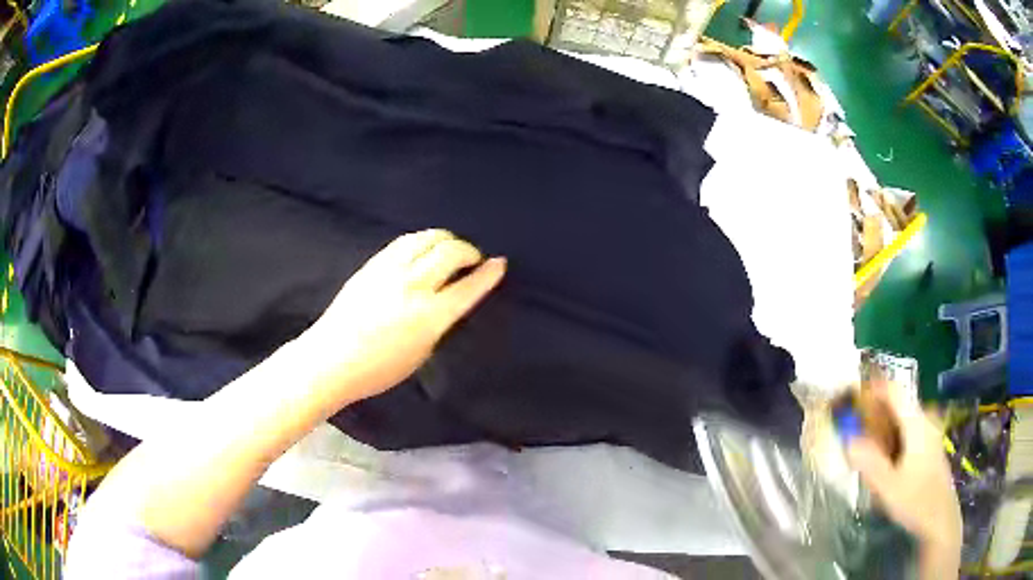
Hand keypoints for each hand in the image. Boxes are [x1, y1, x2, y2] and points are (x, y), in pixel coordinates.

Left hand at [302, 229, 505, 404]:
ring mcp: (390, 271)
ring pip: (427, 238)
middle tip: (473, 258)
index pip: (468, 287)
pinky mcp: (372, 264)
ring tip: (449, 248)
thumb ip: (438, 324)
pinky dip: (421, 240)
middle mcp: (413, 286)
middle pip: (451, 252)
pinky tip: (423, 248)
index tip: (500, 263)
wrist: (330, 359)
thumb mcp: (421, 354)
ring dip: (445, 239)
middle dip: (469, 250)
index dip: (489, 273)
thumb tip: (449, 301)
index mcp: (429, 317)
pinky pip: (403, 241)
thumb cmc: (377, 370)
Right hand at [846, 381, 961, 577]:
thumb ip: (870, 463)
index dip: (872, 387)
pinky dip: (892, 434)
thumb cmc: (916, 501)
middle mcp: (925, 420)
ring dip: (883, 424)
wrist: (939, 518)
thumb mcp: (889, 487)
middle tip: (853, 426)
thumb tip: (848, 440)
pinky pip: (907, 429)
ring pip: (902, 417)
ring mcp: (929, 432)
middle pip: (898, 403)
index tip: (851, 395)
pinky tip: (884, 457)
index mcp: (917, 423)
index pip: (894, 391)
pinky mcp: (929, 445)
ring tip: (864, 444)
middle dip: (874, 410)